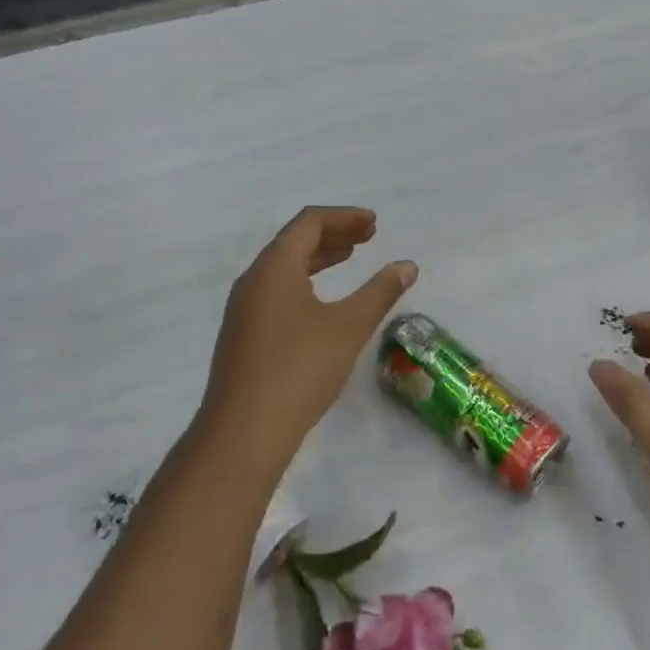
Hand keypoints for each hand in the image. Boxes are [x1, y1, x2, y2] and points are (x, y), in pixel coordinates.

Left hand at [200, 207, 416, 476]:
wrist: (243, 433)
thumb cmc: (299, 369)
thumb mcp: (348, 327)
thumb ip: (380, 292)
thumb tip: (407, 265)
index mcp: (274, 267)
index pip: (309, 222)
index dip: (344, 217)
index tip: (374, 224)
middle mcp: (253, 280)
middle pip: (294, 241)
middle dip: (333, 234)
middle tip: (368, 238)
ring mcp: (243, 309)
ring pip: (283, 267)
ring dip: (318, 257)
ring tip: (349, 259)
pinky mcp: (243, 335)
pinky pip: (276, 290)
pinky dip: (304, 281)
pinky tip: (321, 302)